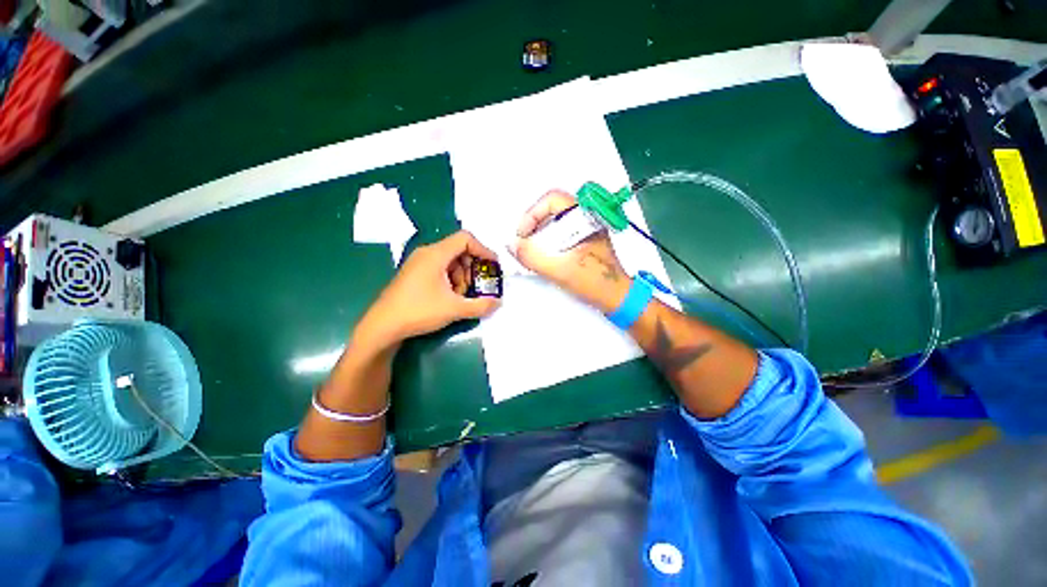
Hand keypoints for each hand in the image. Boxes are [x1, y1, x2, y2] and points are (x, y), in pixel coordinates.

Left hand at [356, 231, 500, 349]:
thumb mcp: (454, 309)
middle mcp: (427, 253)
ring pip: (450, 260)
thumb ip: (481, 305)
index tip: (493, 265)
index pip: (465, 239)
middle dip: (472, 267)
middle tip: (477, 285)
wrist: (382, 326)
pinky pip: (440, 268)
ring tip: (462, 295)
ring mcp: (419, 263)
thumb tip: (499, 303)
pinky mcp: (414, 273)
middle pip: (459, 249)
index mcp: (436, 254)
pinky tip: (449, 297)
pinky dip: (451, 279)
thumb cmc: (419, 311)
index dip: (483, 249)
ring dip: (462, 275)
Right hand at [510, 190, 630, 312]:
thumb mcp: (561, 270)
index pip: (553, 200)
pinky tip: (544, 257)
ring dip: (539, 235)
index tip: (523, 235)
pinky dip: (548, 242)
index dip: (532, 214)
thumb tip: (512, 245)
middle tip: (524, 244)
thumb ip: (533, 257)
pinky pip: (561, 233)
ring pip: (556, 221)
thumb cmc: (595, 282)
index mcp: (586, 217)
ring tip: (532, 253)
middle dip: (534, 225)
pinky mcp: (584, 241)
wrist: (618, 298)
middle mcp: (587, 218)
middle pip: (552, 209)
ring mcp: (586, 230)